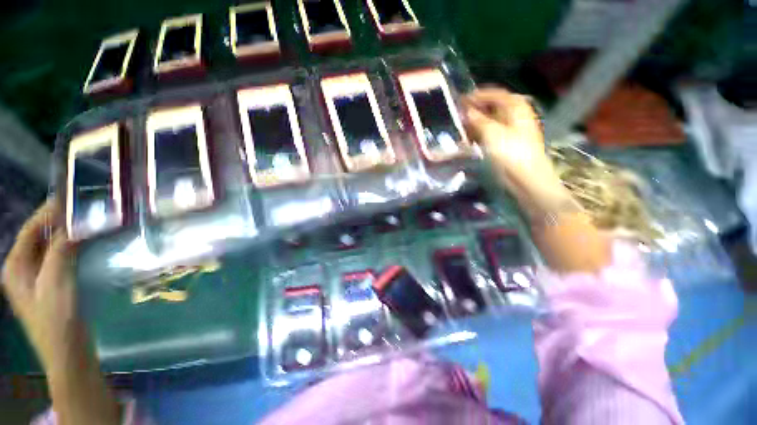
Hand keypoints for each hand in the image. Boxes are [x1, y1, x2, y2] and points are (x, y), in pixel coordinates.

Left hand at [2, 199, 80, 368]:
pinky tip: (87, 244)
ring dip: (68, 234)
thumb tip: (74, 223)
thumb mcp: (56, 283)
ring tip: (89, 223)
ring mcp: (37, 278)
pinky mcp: (51, 284)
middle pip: (40, 236)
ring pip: (51, 247)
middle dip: (60, 222)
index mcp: (15, 266)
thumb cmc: (56, 319)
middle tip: (86, 210)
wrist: (67, 352)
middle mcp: (22, 268)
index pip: (31, 229)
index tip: (72, 198)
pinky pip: (60, 258)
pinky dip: (73, 247)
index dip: (49, 212)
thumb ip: (61, 250)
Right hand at [463, 88, 556, 188]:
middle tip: (457, 115)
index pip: (493, 94)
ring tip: (459, 128)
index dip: (475, 96)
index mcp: (515, 106)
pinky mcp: (505, 142)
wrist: (524, 176)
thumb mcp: (491, 132)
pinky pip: (488, 133)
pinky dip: (478, 134)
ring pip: (488, 120)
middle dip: (473, 110)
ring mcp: (510, 129)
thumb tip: (465, 111)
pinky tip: (467, 139)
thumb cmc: (510, 152)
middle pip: (490, 107)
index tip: (458, 101)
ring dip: (474, 123)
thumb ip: (476, 119)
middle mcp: (513, 114)